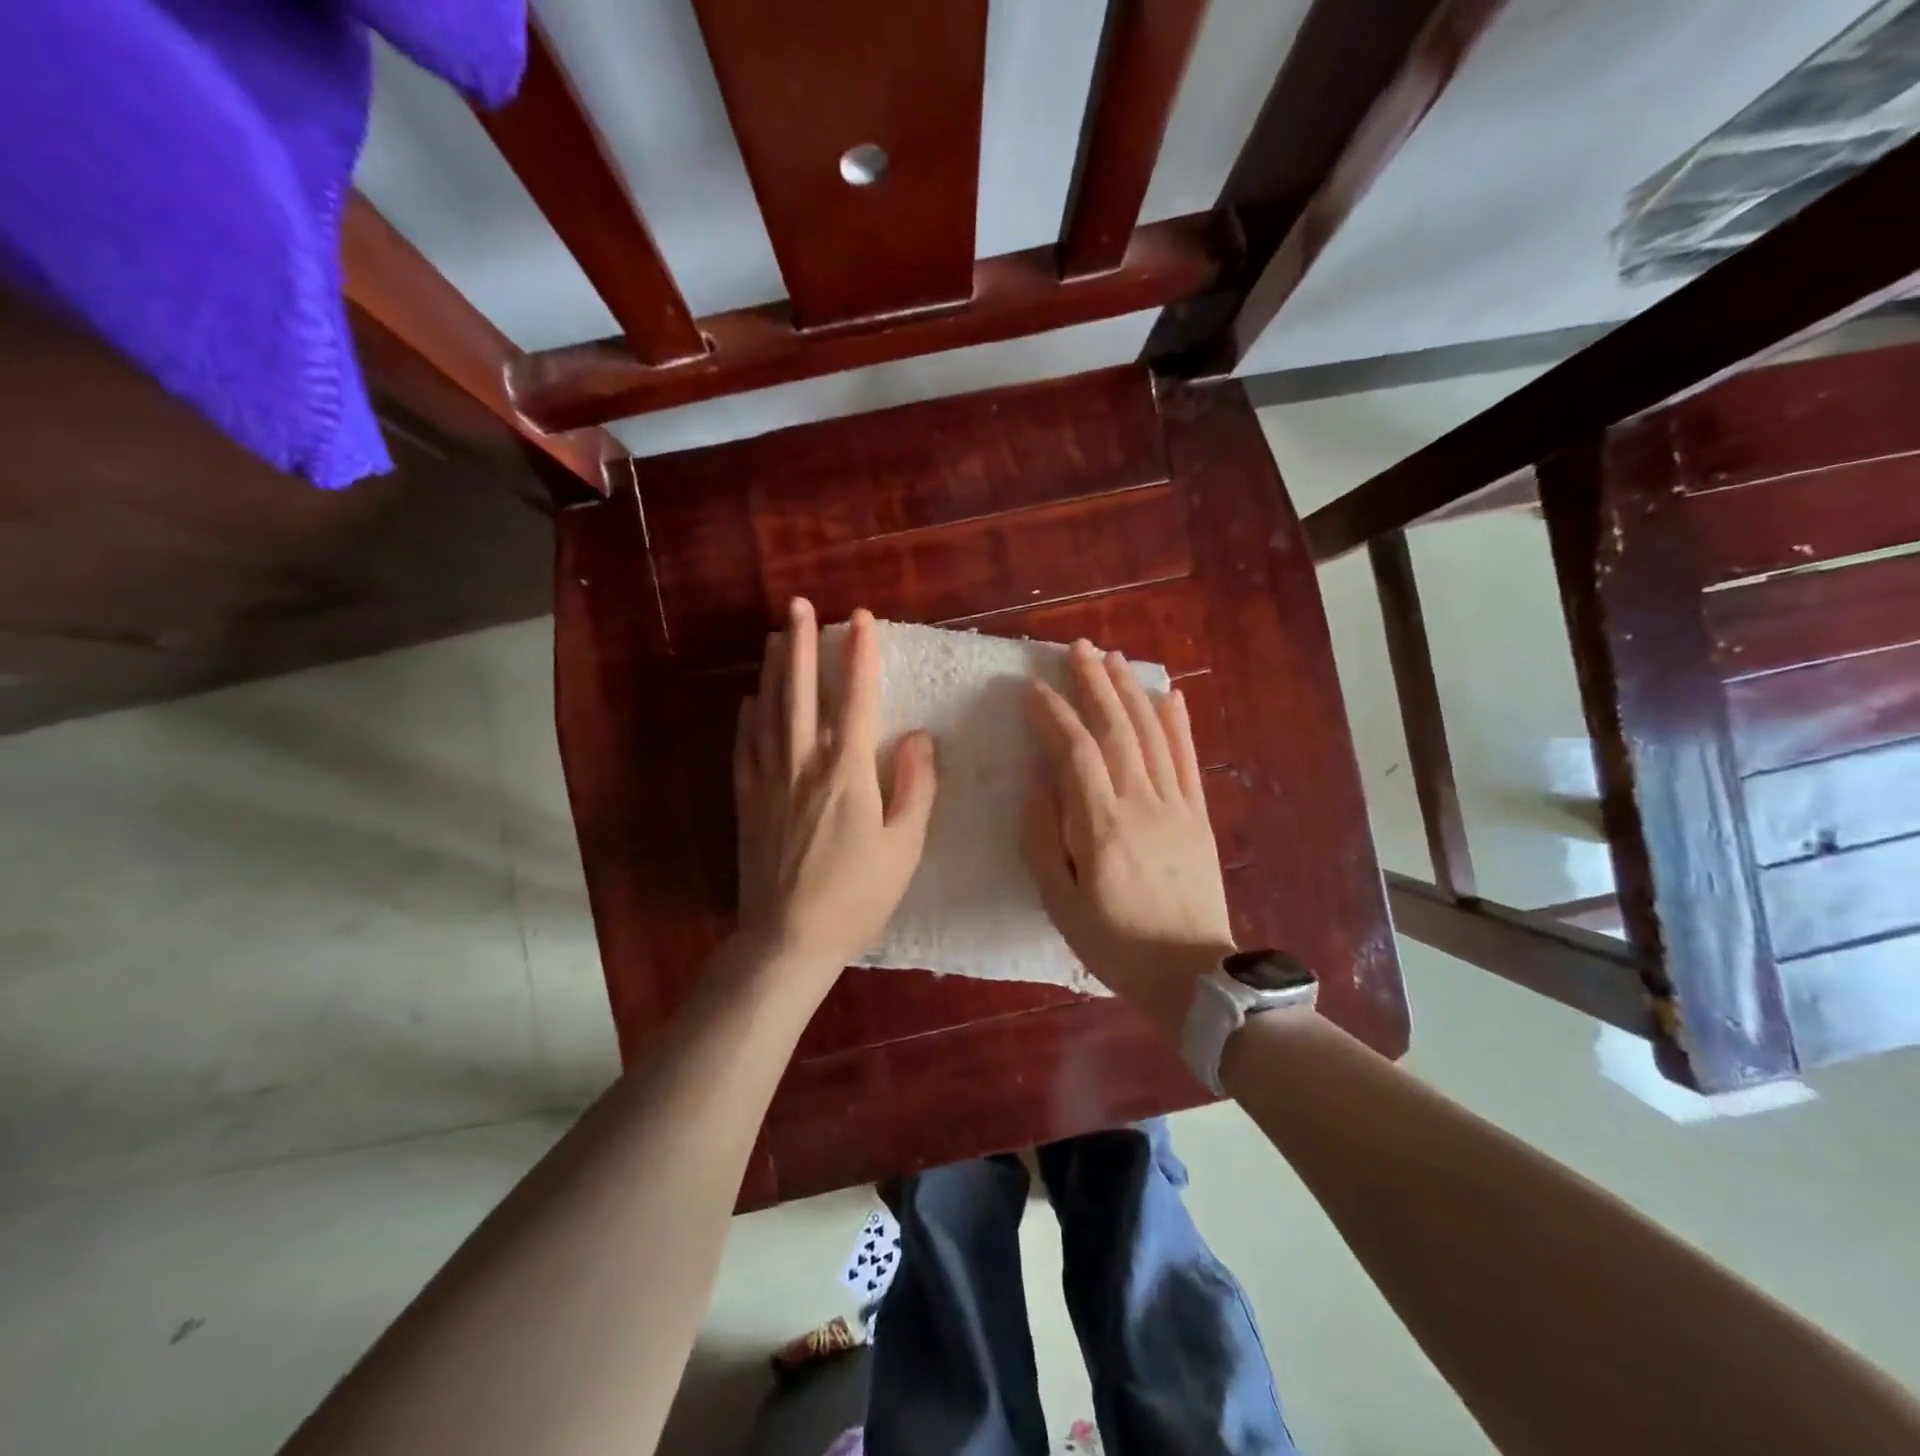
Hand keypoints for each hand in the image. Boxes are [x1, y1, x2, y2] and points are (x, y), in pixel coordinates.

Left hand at [733, 600, 936, 978]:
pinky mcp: (746, 801)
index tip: (861, 618)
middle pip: (801, 691)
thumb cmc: (856, 896)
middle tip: (799, 605)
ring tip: (773, 635)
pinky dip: (749, 718)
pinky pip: (745, 747)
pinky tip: (749, 702)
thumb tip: (919, 735)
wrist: (787, 939)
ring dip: (773, 670)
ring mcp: (768, 780)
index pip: (856, 698)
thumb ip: (915, 786)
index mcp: (847, 771)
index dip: (860, 654)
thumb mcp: (904, 846)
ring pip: (769, 711)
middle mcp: (803, 763)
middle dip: (802, 644)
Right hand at [1022, 640, 1233, 1037]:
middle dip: (1095, 684)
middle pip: (1117, 730)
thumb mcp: (1060, 903)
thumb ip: (1044, 839)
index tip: (1034, 690)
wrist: (1191, 975)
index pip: (1076, 753)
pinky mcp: (1199, 815)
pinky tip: (1170, 695)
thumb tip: (1038, 783)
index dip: (1054, 716)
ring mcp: (1176, 806)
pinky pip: (1188, 760)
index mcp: (1101, 827)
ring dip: (1131, 692)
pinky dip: (1179, 723)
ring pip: (1153, 735)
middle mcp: (1141, 804)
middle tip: (1079, 648)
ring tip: (1115, 658)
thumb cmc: (1114, 944)